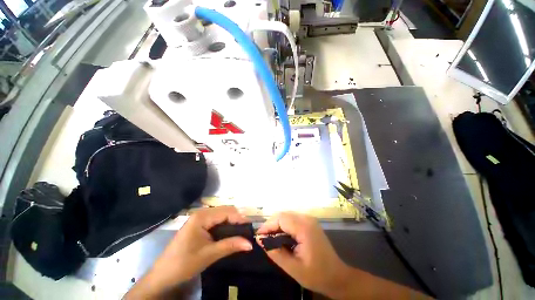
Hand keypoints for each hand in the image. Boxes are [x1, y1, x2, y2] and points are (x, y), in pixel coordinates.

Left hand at [126, 206, 252, 298]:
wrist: (162, 276)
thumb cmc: (183, 264)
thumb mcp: (209, 254)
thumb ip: (230, 245)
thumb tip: (250, 244)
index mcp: (202, 217)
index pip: (227, 212)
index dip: (240, 218)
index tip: (251, 228)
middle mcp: (201, 213)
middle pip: (225, 211)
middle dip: (237, 219)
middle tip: (247, 231)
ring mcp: (200, 218)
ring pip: (222, 215)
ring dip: (232, 222)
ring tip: (241, 232)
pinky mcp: (199, 225)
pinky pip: (217, 220)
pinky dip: (225, 225)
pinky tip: (230, 233)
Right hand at [256, 212, 350, 297]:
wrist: (337, 276)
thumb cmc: (317, 275)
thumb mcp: (293, 268)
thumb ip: (275, 252)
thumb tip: (260, 240)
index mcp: (304, 228)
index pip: (280, 218)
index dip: (268, 225)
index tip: (258, 237)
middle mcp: (306, 218)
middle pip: (283, 214)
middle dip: (271, 225)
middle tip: (263, 238)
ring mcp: (309, 219)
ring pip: (286, 215)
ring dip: (276, 225)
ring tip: (269, 238)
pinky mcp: (309, 222)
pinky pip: (292, 219)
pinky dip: (283, 226)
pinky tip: (280, 236)